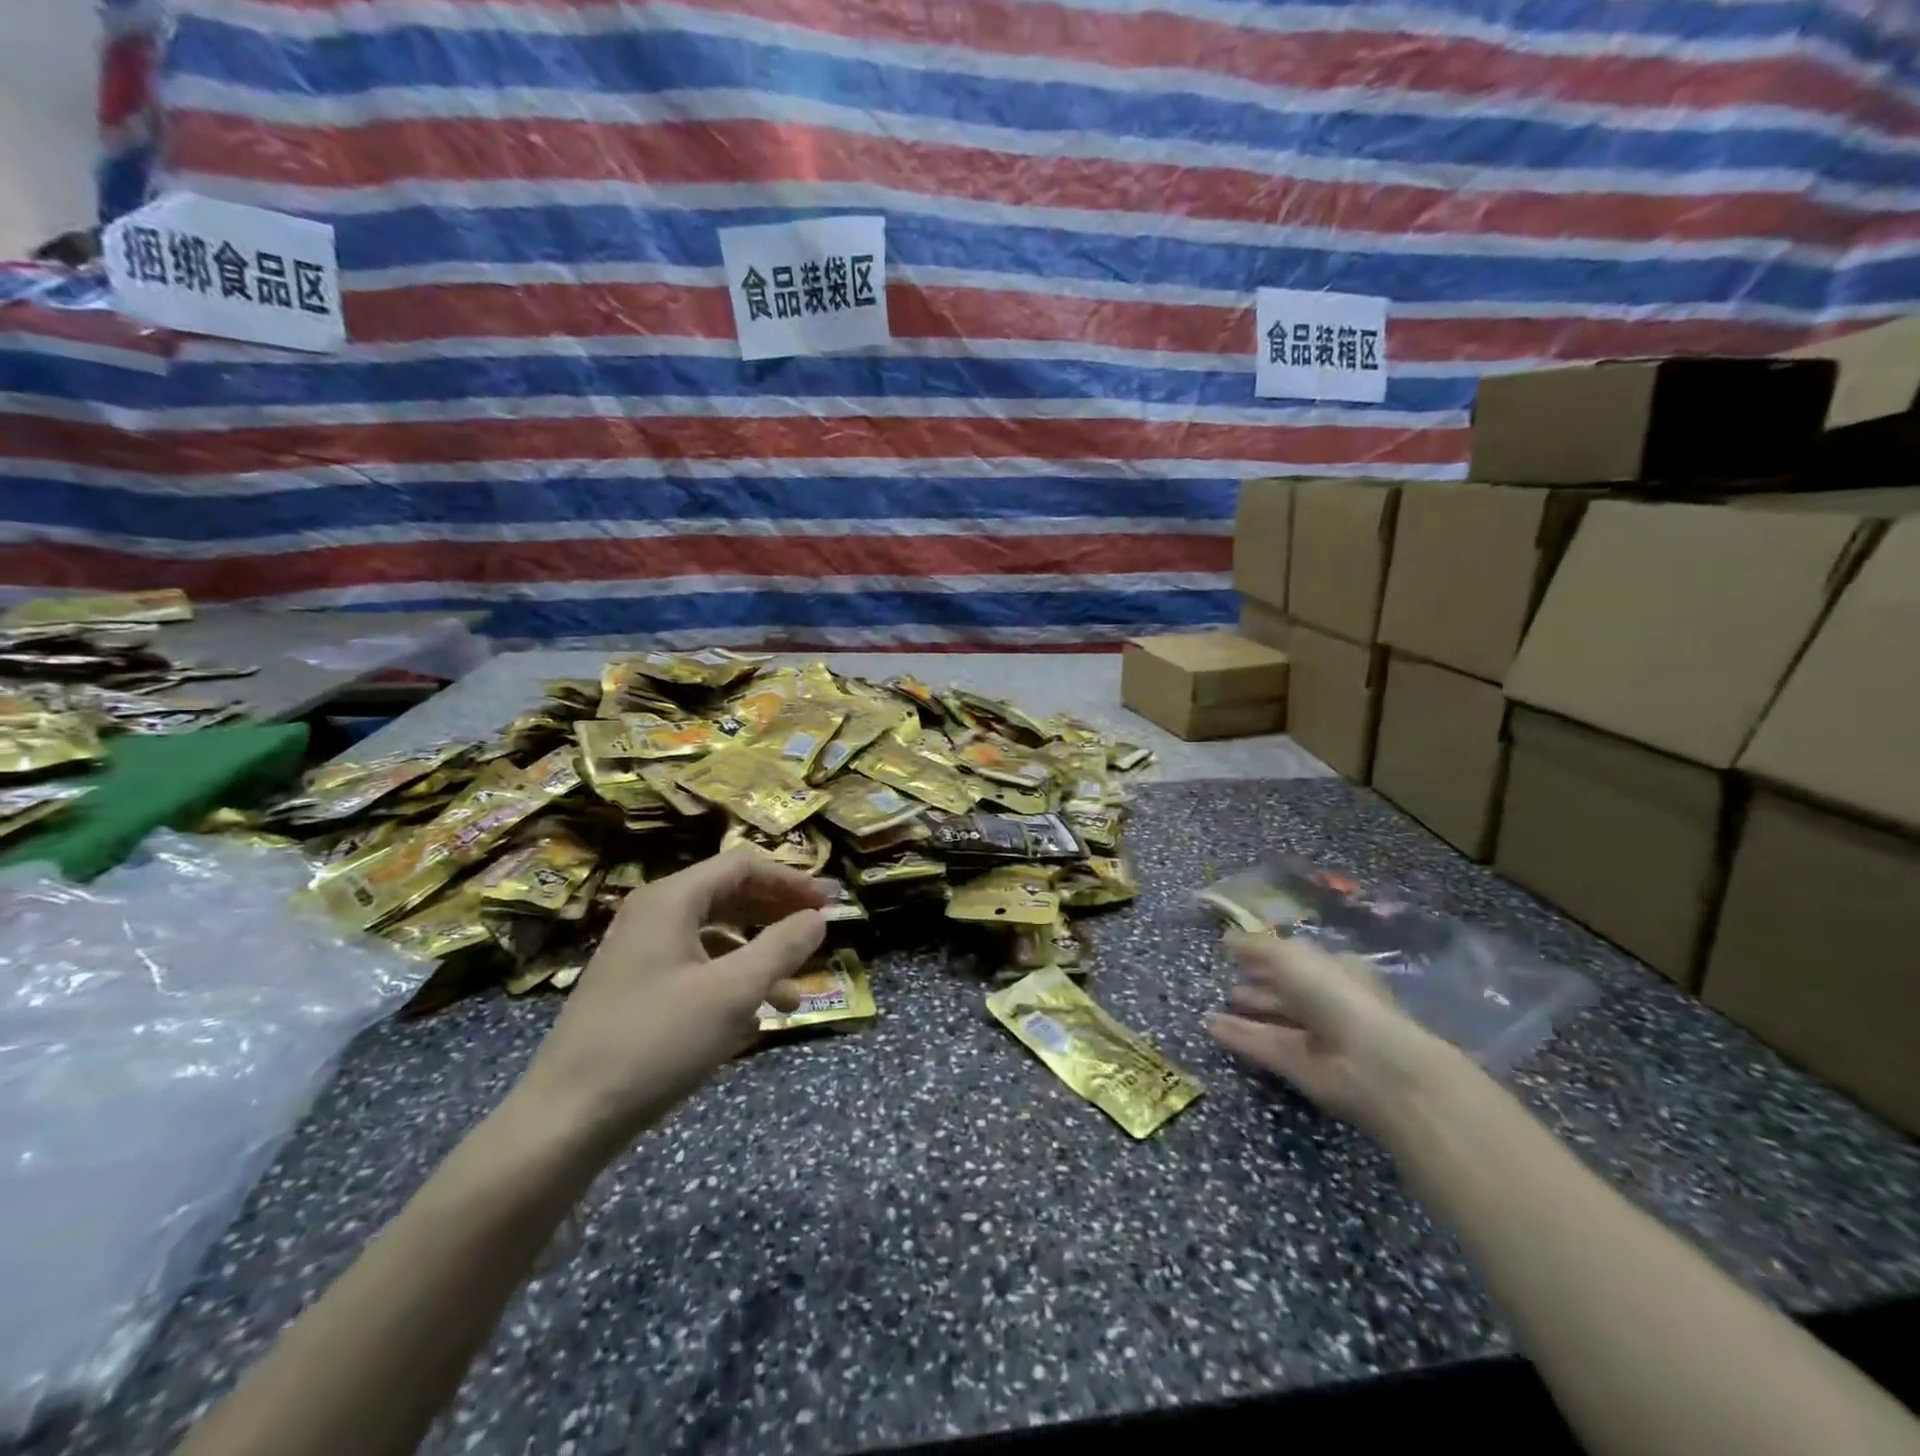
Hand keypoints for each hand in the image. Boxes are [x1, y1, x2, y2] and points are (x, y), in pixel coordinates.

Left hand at [517, 849, 827, 1143]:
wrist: (565, 1120)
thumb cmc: (656, 1043)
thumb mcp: (733, 993)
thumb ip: (782, 947)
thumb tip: (818, 918)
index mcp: (671, 900)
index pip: (743, 866)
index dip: (792, 881)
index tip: (829, 905)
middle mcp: (653, 914)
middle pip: (729, 895)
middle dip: (777, 915)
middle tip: (817, 935)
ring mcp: (640, 952)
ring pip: (715, 936)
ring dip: (758, 957)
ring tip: (793, 996)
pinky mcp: (635, 987)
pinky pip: (695, 967)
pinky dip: (730, 981)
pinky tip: (752, 1019)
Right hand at [1208, 931, 1463, 1142]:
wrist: (1368, 1063)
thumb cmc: (1334, 995)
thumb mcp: (1290, 957)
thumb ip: (1256, 947)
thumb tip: (1226, 938)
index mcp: (1334, 970)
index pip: (1297, 958)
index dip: (1267, 954)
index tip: (1236, 951)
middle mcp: (1326, 1002)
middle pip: (1285, 991)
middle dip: (1257, 985)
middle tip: (1225, 980)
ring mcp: (1314, 1037)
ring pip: (1273, 1019)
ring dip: (1246, 1012)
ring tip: (1211, 1006)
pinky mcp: (1299, 1066)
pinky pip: (1263, 1045)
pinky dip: (1238, 1036)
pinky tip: (1210, 1026)